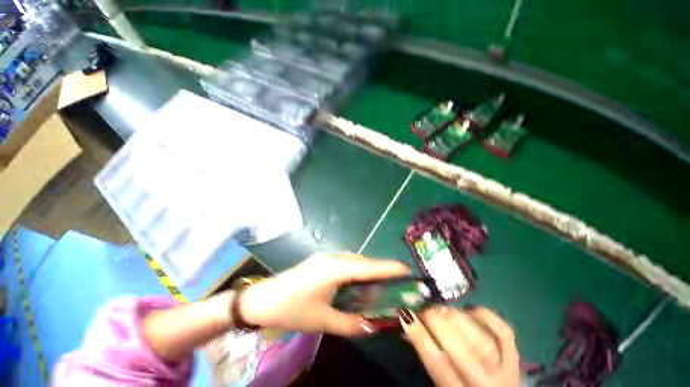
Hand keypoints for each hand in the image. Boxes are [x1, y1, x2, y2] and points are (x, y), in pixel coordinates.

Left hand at [239, 253, 409, 335]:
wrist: (261, 299)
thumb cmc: (291, 309)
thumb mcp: (322, 320)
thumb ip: (349, 324)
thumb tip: (371, 327)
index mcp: (335, 269)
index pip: (368, 267)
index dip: (388, 267)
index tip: (406, 268)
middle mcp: (333, 258)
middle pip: (362, 262)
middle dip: (379, 270)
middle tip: (394, 283)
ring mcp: (325, 258)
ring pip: (354, 261)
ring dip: (366, 271)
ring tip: (378, 285)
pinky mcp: (320, 261)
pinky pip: (344, 263)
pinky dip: (355, 272)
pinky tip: (356, 283)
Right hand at [401, 306, 520, 386]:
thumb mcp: (441, 383)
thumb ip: (429, 356)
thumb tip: (410, 323)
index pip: (439, 366)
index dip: (421, 337)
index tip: (406, 314)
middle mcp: (486, 384)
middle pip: (462, 353)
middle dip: (438, 323)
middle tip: (425, 310)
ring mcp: (505, 369)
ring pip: (481, 340)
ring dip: (456, 318)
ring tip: (442, 309)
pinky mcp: (515, 355)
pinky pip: (504, 331)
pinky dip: (485, 316)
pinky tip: (469, 310)